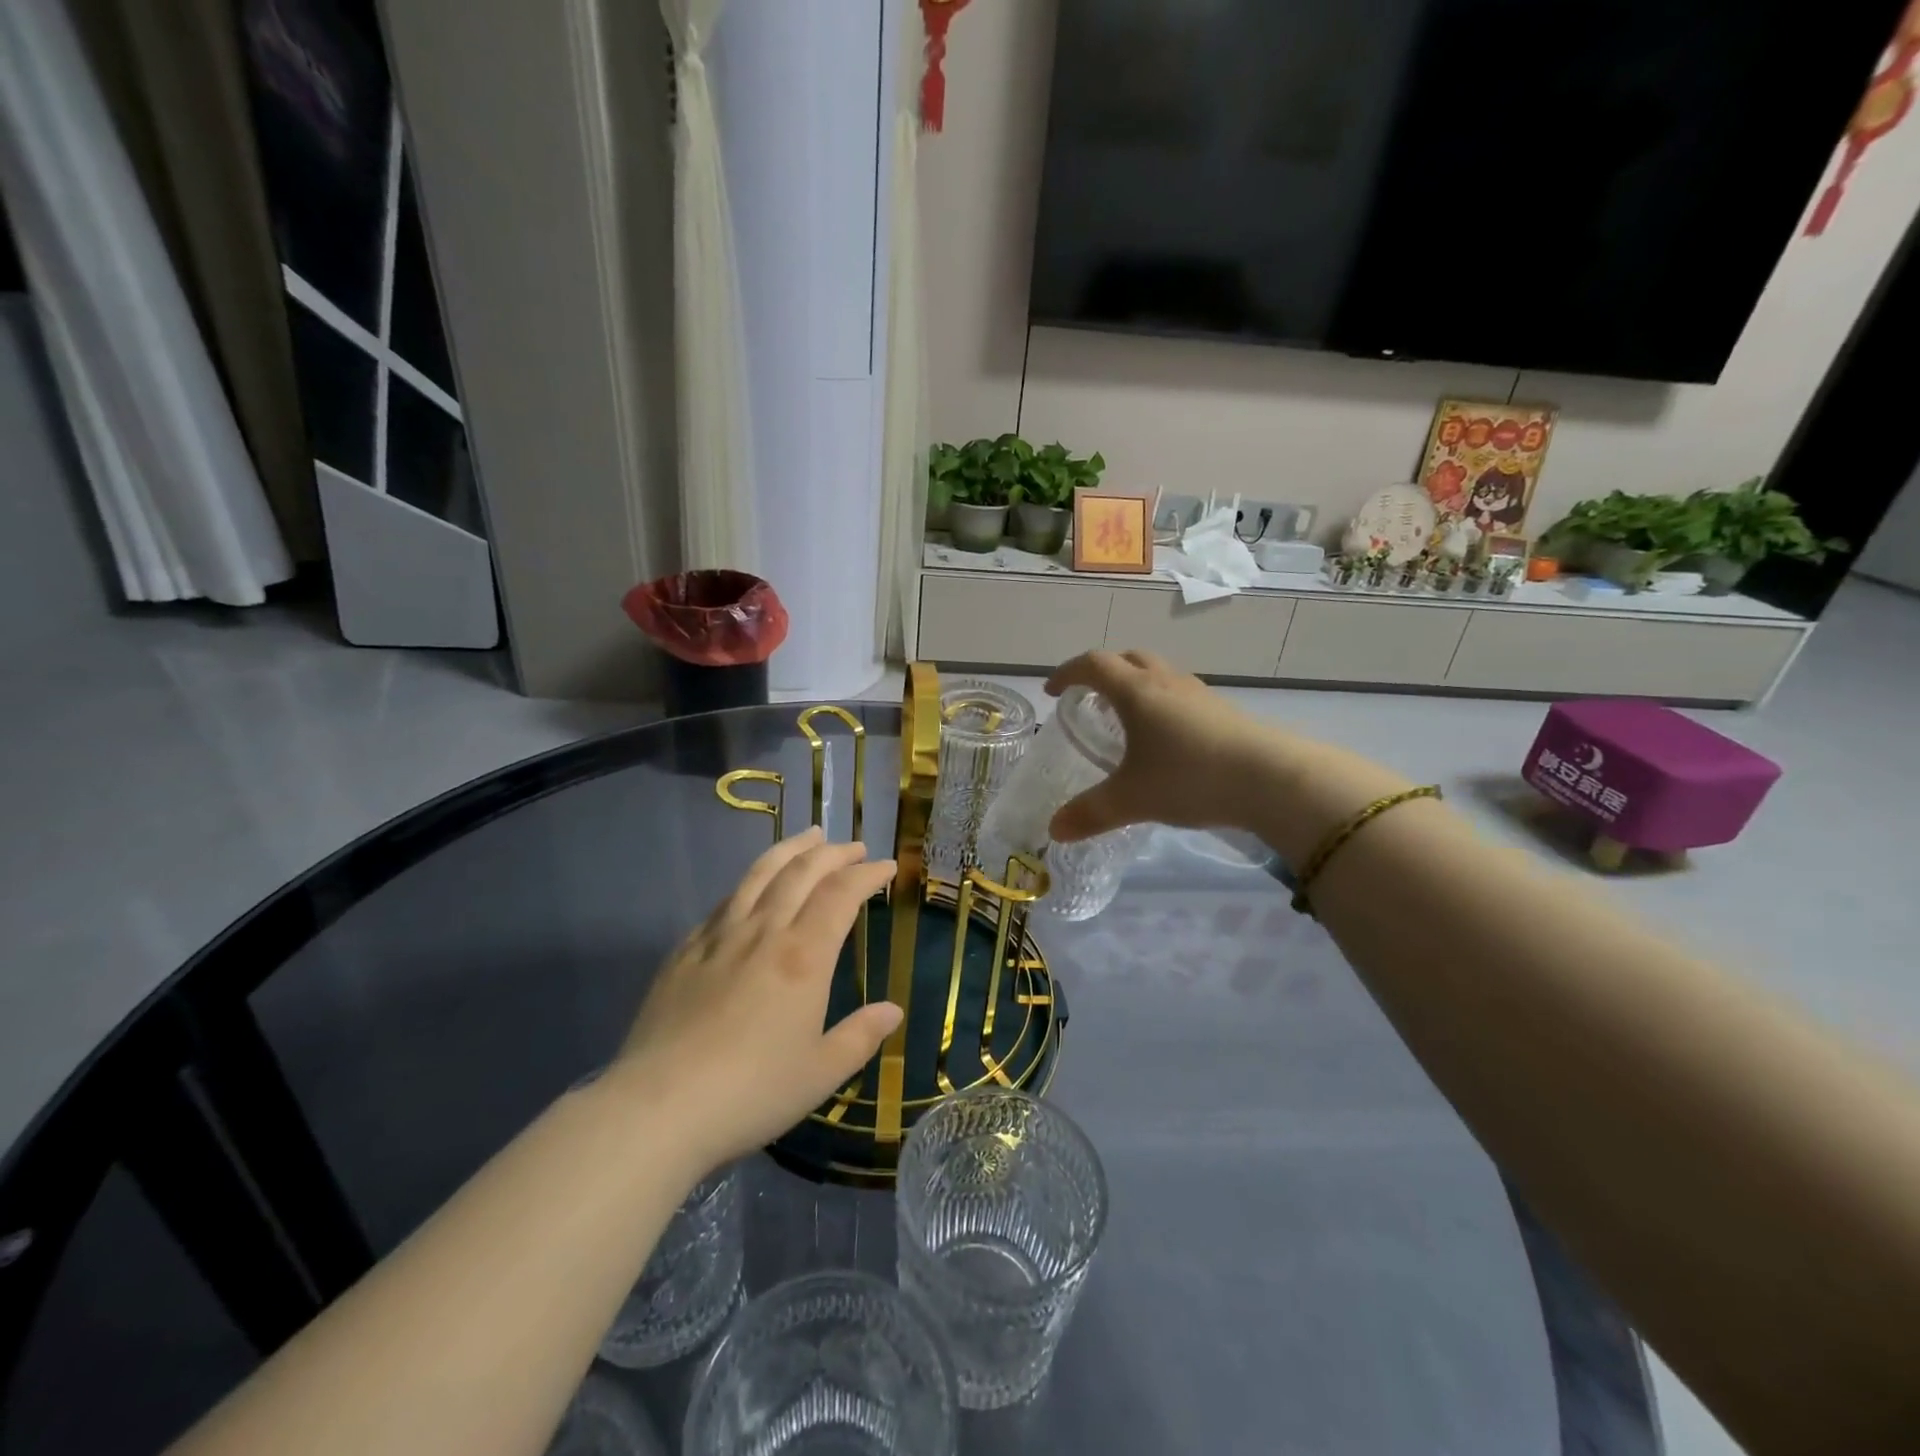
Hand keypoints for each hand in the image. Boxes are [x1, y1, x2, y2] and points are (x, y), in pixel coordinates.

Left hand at [609, 828, 902, 1173]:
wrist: (659, 1108)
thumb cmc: (752, 1092)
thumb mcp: (821, 1073)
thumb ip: (860, 1036)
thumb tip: (893, 1010)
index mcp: (803, 957)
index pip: (841, 895)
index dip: (867, 874)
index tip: (886, 867)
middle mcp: (763, 932)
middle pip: (802, 872)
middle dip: (832, 853)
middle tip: (853, 847)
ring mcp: (719, 937)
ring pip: (759, 875)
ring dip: (790, 850)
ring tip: (808, 836)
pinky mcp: (684, 951)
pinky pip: (724, 903)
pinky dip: (748, 884)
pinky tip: (751, 888)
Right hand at [1044, 649, 1275, 841]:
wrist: (1271, 779)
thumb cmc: (1189, 778)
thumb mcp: (1131, 799)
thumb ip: (1090, 813)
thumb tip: (1054, 829)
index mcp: (1136, 692)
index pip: (1093, 665)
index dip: (1067, 673)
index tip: (1053, 692)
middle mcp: (1166, 682)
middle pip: (1128, 659)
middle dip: (1103, 673)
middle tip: (1090, 700)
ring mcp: (1199, 694)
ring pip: (1159, 674)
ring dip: (1135, 686)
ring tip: (1126, 719)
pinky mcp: (1223, 711)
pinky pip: (1181, 693)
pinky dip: (1162, 703)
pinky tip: (1166, 739)